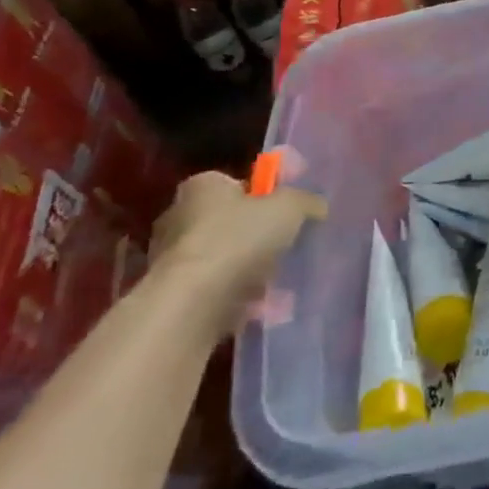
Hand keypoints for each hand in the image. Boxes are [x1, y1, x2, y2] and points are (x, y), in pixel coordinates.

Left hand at [149, 170, 326, 325]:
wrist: (193, 303)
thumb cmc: (239, 238)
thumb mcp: (290, 207)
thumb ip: (306, 201)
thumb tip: (316, 206)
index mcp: (203, 186)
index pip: (237, 183)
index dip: (265, 196)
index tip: (287, 213)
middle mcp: (179, 215)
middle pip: (230, 221)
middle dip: (257, 235)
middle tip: (287, 247)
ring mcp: (171, 258)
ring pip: (224, 258)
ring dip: (249, 269)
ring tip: (280, 282)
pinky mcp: (174, 294)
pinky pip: (215, 289)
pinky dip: (237, 296)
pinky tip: (262, 306)